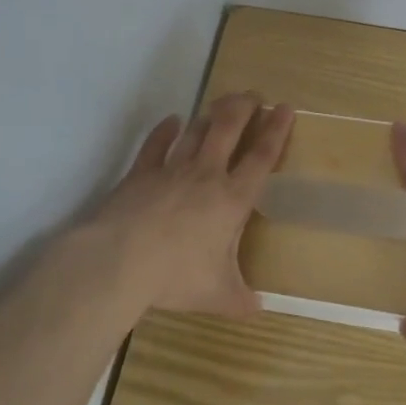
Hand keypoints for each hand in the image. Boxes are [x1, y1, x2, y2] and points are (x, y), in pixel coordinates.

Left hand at [83, 92, 294, 317]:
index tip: (285, 108)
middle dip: (245, 107)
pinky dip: (165, 130)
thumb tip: (259, 310)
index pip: (261, 157)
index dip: (276, 131)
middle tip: (254, 94)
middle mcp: (206, 175)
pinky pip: (156, 144)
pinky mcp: (141, 172)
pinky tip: (172, 120)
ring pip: (196, 132)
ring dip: (210, 114)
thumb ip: (240, 300)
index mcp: (232, 200)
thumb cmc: (176, 276)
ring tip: (221, 102)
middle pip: (229, 129)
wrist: (120, 261)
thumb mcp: (217, 295)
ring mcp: (172, 169)